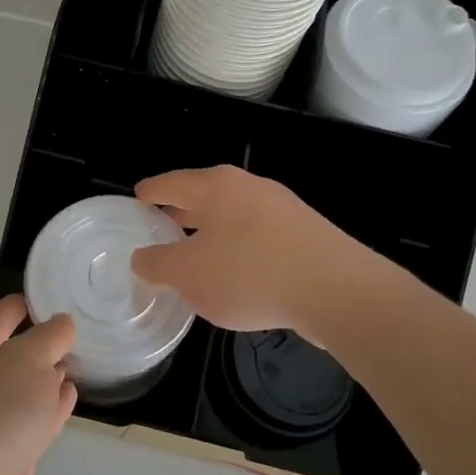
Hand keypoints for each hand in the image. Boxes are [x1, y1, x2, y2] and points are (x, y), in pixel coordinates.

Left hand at [0, 296, 76, 474]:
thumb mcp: (29, 359)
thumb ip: (51, 336)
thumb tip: (62, 324)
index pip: (4, 312)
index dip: (33, 301)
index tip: (66, 295)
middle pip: (14, 349)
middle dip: (45, 341)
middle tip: (83, 329)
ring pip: (23, 386)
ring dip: (49, 375)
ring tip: (81, 360)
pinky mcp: (3, 452)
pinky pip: (31, 418)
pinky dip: (51, 406)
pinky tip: (70, 396)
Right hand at [132, 165, 362, 337]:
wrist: (338, 291)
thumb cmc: (250, 273)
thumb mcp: (188, 275)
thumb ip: (157, 265)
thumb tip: (143, 258)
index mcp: (216, 187)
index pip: (170, 183)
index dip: (150, 193)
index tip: (137, 200)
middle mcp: (249, 187)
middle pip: (204, 196)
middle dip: (180, 213)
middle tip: (160, 230)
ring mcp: (282, 208)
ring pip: (233, 216)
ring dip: (212, 233)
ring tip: (196, 256)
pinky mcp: (306, 233)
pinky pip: (259, 236)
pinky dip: (240, 248)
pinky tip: (238, 274)